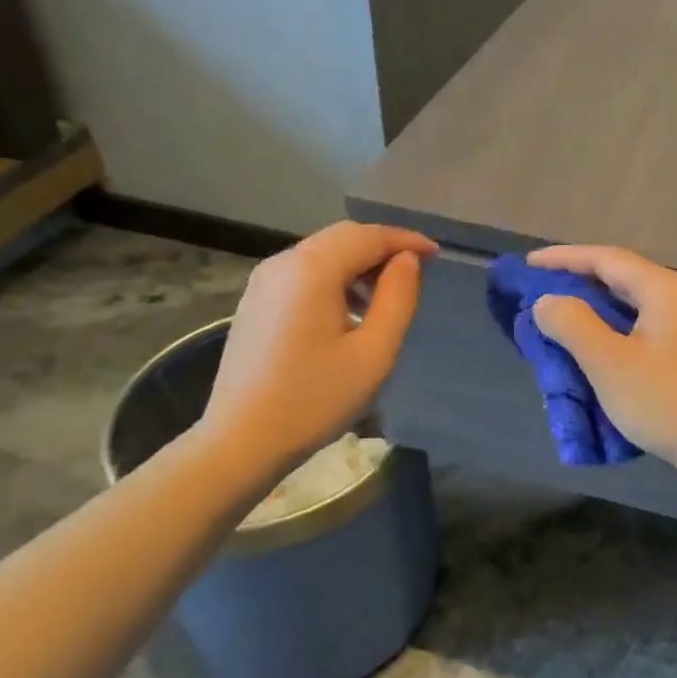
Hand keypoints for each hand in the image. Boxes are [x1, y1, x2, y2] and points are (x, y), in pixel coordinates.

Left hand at [199, 222, 436, 483]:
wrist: (240, 441)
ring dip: (358, 264)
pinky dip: (334, 278)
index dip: (406, 240)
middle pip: (342, 238)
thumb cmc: (314, 399)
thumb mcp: (373, 353)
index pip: (368, 236)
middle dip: (382, 248)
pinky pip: (303, 273)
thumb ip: (398, 299)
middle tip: (416, 273)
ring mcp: (263, 282)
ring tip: (386, 297)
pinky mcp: (255, 302)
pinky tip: (349, 311)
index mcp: (312, 270)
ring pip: (322, 253)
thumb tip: (407, 261)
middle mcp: (283, 263)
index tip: (436, 255)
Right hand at [528, 245, 676, 473]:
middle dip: (575, 283)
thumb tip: (547, 302)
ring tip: (554, 321)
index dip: (563, 258)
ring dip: (589, 312)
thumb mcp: (611, 362)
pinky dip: (606, 335)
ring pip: (625, 308)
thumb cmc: (669, 401)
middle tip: (535, 292)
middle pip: (617, 278)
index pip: (604, 258)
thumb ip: (573, 324)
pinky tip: (586, 353)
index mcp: (662, 289)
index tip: (527, 265)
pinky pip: (634, 332)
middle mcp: (674, 299)